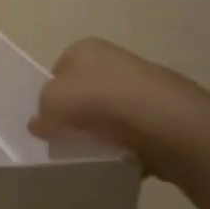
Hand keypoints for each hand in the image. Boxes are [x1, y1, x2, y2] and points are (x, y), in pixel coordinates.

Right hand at [30, 38, 209, 182]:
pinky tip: (121, 160)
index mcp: (85, 48)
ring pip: (110, 114)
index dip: (51, 96)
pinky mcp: (164, 115)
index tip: (50, 120)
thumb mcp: (52, 102)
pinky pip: (135, 133)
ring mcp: (143, 87)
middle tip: (69, 139)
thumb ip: (41, 112)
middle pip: (85, 92)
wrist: (169, 124)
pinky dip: (128, 147)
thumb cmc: (101, 102)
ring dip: (102, 133)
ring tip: (95, 154)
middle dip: (77, 116)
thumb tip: (41, 124)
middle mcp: (115, 60)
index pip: (58, 70)